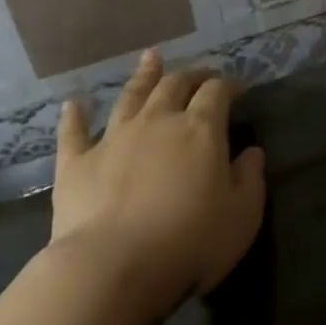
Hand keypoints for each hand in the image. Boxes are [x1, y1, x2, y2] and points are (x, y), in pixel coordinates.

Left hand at [51, 50, 265, 324]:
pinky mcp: (77, 162)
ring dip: (143, 75)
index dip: (228, 86)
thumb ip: (249, 178)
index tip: (237, 88)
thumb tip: (252, 152)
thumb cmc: (190, 243)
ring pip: (131, 96)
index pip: (217, 93)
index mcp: (200, 130)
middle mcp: (157, 122)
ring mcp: (113, 138)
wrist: (113, 266)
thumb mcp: (242, 215)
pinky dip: (75, 116)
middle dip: (191, 75)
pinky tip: (74, 104)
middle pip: (174, 85)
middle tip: (201, 74)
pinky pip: (74, 132)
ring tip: (151, 58)